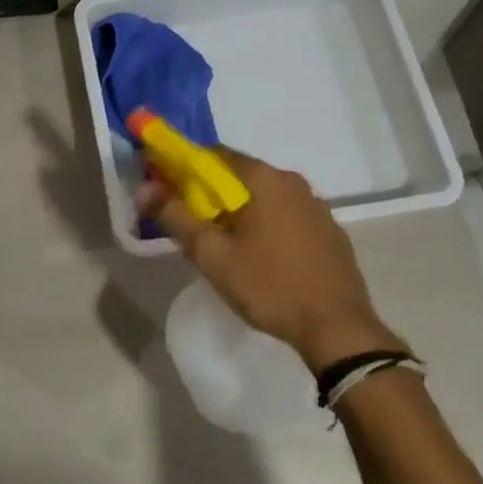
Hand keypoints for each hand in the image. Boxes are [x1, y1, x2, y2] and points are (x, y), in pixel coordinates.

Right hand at [137, 150, 406, 372]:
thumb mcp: (212, 255)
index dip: (186, 168)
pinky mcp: (330, 231)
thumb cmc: (269, 286)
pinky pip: (287, 216)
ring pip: (265, 197)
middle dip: (212, 193)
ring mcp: (317, 206)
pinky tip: (262, 258)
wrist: (337, 328)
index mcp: (265, 179)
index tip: (169, 190)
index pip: (215, 155)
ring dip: (241, 211)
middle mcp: (294, 182)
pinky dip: (267, 225)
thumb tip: (144, 187)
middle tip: (193, 225)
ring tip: (226, 246)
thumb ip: (175, 217)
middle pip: (241, 175)